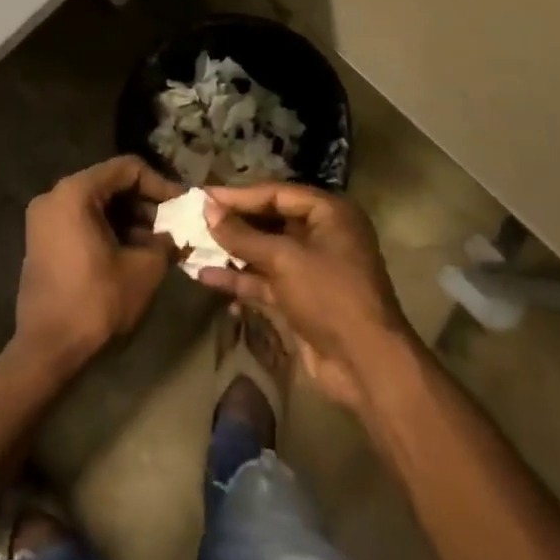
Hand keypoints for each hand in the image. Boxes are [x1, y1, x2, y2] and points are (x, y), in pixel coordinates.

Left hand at [12, 156, 182, 376]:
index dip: (159, 184)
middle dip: (144, 202)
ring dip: (129, 217)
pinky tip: (132, 250)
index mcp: (75, 192)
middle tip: (172, 224)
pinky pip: (82, 219)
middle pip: (110, 183)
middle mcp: (55, 195)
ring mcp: (44, 217)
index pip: (127, 168)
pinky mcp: (42, 238)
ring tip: (157, 241)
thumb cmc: (95, 302)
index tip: (182, 206)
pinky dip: (108, 228)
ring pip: (97, 202)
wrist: (46, 349)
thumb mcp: (143, 269)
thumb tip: (176, 234)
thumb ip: (165, 242)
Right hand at [199, 182, 416, 409]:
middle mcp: (322, 234)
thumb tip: (207, 208)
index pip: (276, 193)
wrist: (366, 365)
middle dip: (233, 223)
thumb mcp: (284, 259)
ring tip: (193, 246)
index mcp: (329, 213)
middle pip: (270, 220)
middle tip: (194, 219)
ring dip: (232, 251)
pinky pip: (266, 279)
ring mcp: (312, 268)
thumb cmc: (329, 295)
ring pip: (265, 251)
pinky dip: (241, 278)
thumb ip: (242, 235)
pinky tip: (207, 276)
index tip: (203, 196)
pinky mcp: (301, 298)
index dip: (238, 195)